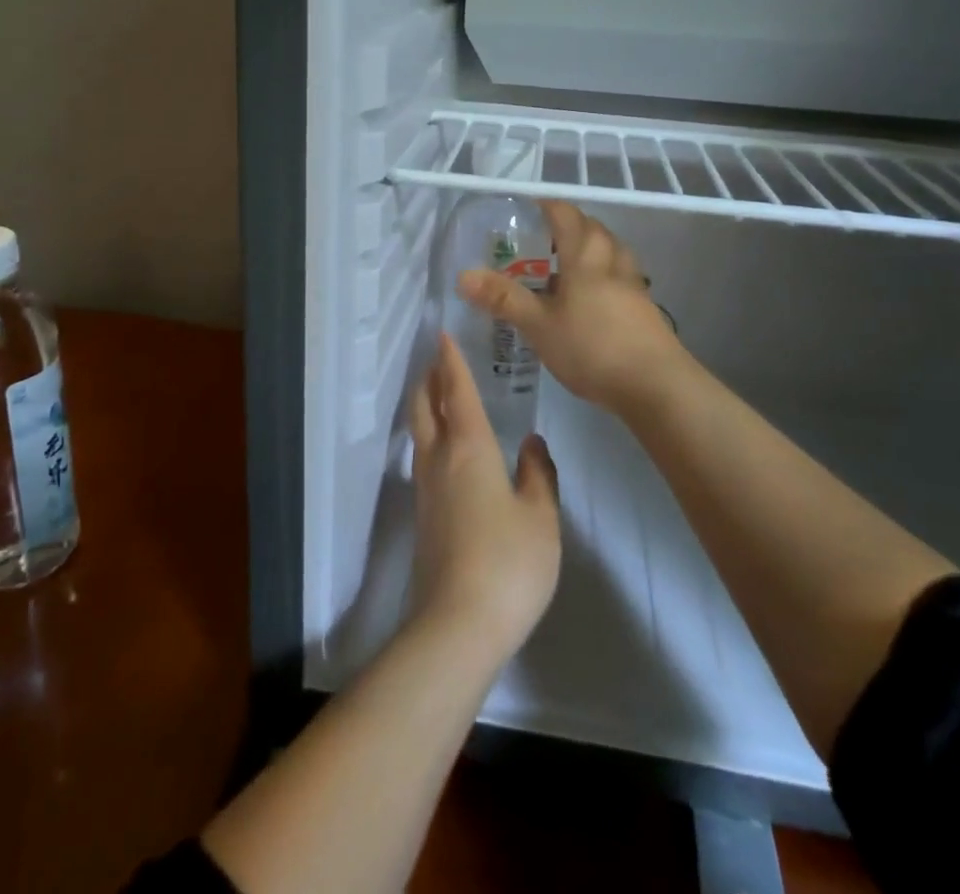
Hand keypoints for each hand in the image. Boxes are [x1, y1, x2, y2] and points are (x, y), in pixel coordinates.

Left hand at [407, 332, 560, 664]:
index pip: (457, 392)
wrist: (458, 623)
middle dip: (429, 379)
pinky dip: (430, 434)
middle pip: (425, 406)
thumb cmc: (508, 562)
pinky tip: (445, 448)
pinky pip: (423, 456)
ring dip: (426, 405)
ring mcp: (425, 488)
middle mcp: (440, 459)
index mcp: (469, 448)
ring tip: (438, 394)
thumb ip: (538, 474)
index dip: (451, 362)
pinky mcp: (423, 515)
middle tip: (437, 360)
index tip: (443, 336)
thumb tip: (531, 443)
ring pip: (420, 431)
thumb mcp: (540, 517)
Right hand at [458, 201, 692, 417]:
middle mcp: (612, 259)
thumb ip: (503, 299)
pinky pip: (618, 275)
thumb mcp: (539, 325)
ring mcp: (633, 283)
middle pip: (590, 228)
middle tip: (537, 242)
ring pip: (608, 251)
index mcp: (586, 254)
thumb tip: (463, 275)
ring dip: (586, 251)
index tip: (523, 211)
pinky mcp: (643, 307)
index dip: (545, 206)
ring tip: (561, 269)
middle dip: (565, 228)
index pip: (565, 213)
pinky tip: (586, 300)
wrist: (656, 385)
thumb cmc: (592, 347)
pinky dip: (600, 275)